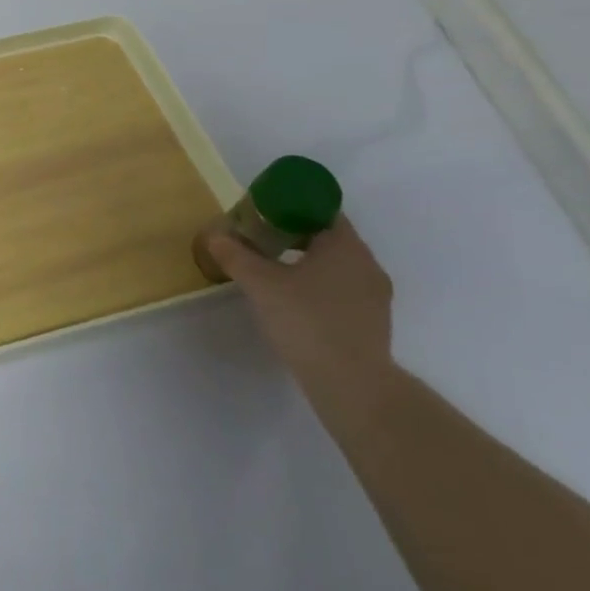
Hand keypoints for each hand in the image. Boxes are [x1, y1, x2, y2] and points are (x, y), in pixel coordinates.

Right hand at [203, 215, 393, 388]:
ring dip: (306, 261)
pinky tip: (295, 301)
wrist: (352, 384)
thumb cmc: (307, 321)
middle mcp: (366, 263)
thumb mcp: (261, 284)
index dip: (289, 206)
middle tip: (260, 239)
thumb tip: (214, 235)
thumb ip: (236, 256)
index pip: (320, 209)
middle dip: (293, 233)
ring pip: (336, 263)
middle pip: (327, 235)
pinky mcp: (373, 320)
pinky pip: (343, 287)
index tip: (262, 213)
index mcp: (345, 245)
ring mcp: (375, 294)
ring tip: (273, 270)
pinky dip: (319, 284)